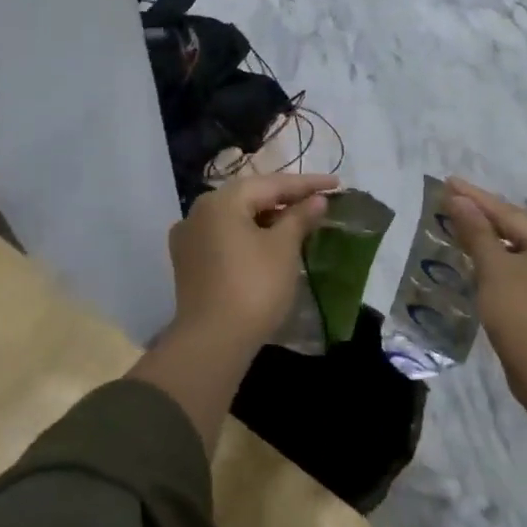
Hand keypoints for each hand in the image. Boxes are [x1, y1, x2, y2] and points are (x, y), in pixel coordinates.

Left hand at [166, 172, 337, 354]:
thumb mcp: (283, 249)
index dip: (307, 184)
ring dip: (267, 217)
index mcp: (221, 201)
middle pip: (250, 197)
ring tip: (298, 221)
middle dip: (285, 199)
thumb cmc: (254, 287)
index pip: (272, 184)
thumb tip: (316, 200)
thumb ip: (300, 218)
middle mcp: (199, 212)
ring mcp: (189, 238)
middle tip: (318, 201)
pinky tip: (267, 242)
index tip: (336, 184)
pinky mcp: (189, 263)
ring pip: (236, 217)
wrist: (212, 342)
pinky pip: (225, 237)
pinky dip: (249, 234)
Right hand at [442, 177, 526, 370]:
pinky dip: (505, 265)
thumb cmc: (522, 312)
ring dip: (495, 242)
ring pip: (524, 251)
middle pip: (519, 228)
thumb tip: (460, 199)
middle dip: (487, 217)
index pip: (506, 211)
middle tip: (456, 205)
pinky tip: (488, 269)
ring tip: (467, 234)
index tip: (449, 182)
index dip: (474, 197)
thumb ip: (476, 231)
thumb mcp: (494, 268)